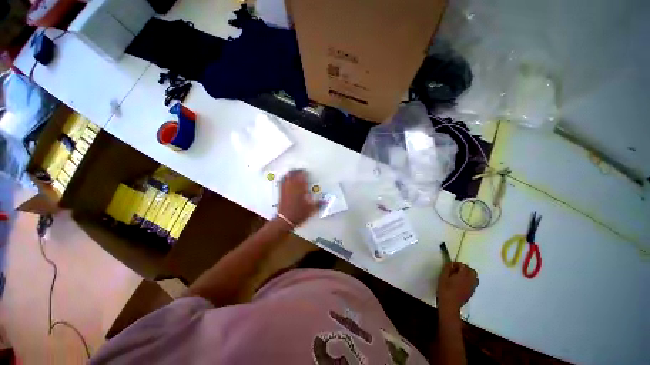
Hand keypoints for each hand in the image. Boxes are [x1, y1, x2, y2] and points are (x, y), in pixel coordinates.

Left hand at [277, 170, 318, 226]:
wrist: (285, 220)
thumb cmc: (299, 214)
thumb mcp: (311, 210)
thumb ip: (318, 204)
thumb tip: (326, 200)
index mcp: (301, 190)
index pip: (303, 178)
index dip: (304, 173)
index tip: (306, 171)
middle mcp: (293, 188)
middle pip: (295, 176)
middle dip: (297, 172)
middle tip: (300, 170)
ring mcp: (286, 190)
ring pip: (288, 178)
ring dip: (291, 173)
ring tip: (293, 171)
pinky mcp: (281, 193)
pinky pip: (282, 183)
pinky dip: (284, 178)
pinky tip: (285, 177)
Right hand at [437, 263, 477, 312]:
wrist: (450, 305)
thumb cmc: (445, 289)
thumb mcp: (443, 277)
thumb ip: (447, 268)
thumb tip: (451, 264)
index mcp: (463, 275)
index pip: (464, 265)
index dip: (457, 265)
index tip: (450, 267)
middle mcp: (470, 280)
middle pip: (472, 271)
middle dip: (465, 269)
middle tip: (456, 271)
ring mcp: (472, 287)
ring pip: (474, 277)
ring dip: (469, 275)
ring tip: (460, 277)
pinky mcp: (471, 293)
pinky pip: (474, 283)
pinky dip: (470, 281)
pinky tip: (462, 284)